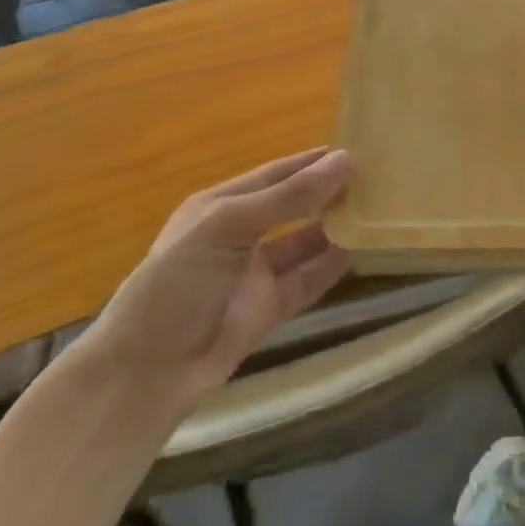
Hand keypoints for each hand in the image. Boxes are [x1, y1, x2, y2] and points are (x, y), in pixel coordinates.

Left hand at [82, 148, 354, 410]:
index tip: (360, 149)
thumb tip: (347, 160)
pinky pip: (309, 279)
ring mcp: (255, 274)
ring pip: (306, 241)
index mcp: (221, 206)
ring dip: (337, 226)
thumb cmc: (177, 285)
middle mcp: (240, 235)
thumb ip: (289, 197)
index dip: (315, 161)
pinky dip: (334, 264)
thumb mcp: (228, 227)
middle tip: (380, 178)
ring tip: (380, 209)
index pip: (277, 174)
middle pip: (295, 205)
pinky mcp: (269, 309)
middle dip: (331, 191)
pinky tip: (363, 249)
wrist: (144, 376)